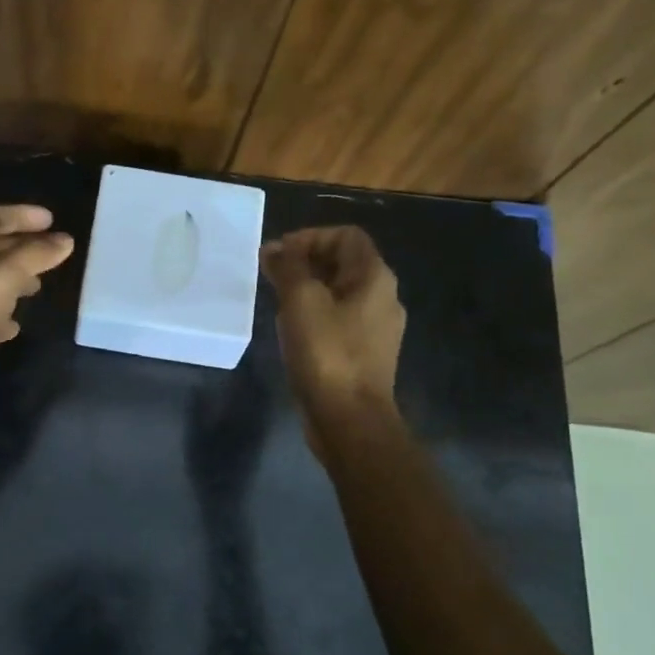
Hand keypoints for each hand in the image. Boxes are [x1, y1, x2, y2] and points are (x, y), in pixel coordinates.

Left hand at [0, 204, 74, 432]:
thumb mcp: (6, 276)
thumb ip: (36, 255)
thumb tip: (65, 240)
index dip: (21, 214)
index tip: (52, 220)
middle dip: (21, 246)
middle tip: (51, 252)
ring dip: (13, 279)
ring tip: (38, 286)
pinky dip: (2, 312)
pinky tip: (15, 324)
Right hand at [260, 226, 404, 430]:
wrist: (349, 419)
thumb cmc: (326, 353)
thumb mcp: (301, 301)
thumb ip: (289, 267)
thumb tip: (276, 249)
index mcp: (375, 278)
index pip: (346, 236)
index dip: (311, 237)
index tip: (279, 254)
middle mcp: (383, 298)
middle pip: (344, 262)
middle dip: (306, 261)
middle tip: (271, 274)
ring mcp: (377, 328)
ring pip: (340, 292)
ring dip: (308, 288)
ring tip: (276, 299)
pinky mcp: (365, 354)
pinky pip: (339, 319)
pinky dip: (315, 313)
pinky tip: (292, 329)